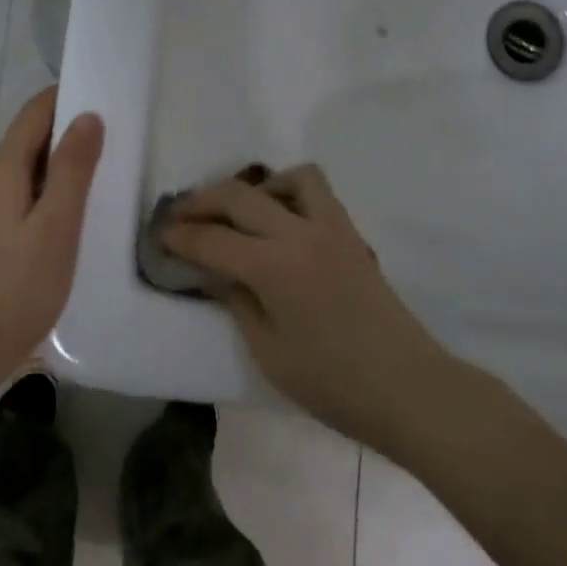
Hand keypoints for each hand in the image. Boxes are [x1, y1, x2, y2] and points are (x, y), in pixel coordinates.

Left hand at [0, 88, 104, 377]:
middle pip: (31, 137)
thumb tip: (88, 116)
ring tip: (106, 171)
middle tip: (118, 138)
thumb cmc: (22, 284)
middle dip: (70, 131)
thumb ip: (74, 168)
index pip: (36, 112)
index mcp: (0, 168)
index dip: (69, 99)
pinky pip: (22, 190)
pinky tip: (76, 207)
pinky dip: (50, 187)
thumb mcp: (58, 224)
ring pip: (28, 165)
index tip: (108, 99)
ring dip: (63, 162)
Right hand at [162, 164, 448, 448]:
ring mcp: (333, 229)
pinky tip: (281, 226)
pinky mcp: (353, 236)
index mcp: (274, 267)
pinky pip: (319, 194)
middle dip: (202, 201)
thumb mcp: (268, 352)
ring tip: (240, 216)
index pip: (212, 238)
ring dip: (256, 188)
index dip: (179, 236)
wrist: (408, 388)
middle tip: (180, 218)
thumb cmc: (332, 384)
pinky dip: (291, 194)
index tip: (158, 237)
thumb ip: (237, 302)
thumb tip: (215, 272)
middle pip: (240, 195)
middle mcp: (301, 233)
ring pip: (290, 177)